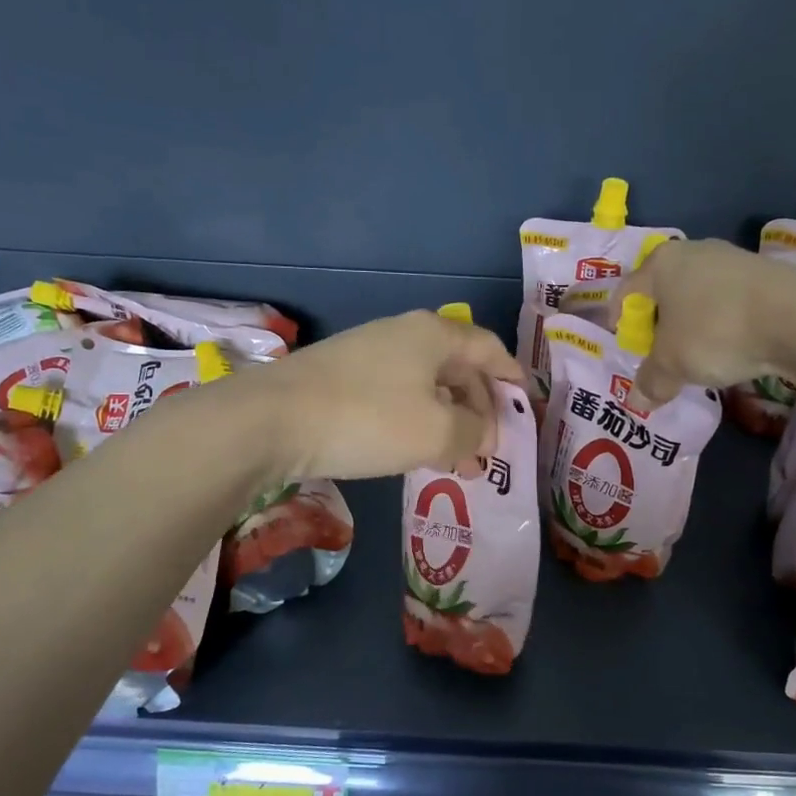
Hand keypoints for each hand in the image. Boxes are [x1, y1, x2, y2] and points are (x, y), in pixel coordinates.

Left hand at [254, 310, 522, 480]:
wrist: (271, 420)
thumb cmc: (369, 419)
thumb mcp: (437, 433)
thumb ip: (474, 433)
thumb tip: (482, 433)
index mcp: (434, 335)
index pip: (489, 349)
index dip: (511, 376)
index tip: (525, 403)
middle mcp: (404, 334)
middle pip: (458, 368)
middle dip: (479, 411)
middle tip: (487, 453)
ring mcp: (369, 352)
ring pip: (426, 385)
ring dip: (448, 421)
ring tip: (456, 462)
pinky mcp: (341, 376)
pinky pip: (397, 395)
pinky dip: (417, 421)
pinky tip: (414, 450)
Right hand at [619, 238, 793, 403]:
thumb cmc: (713, 331)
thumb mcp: (672, 365)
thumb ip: (651, 381)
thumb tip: (638, 401)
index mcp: (660, 263)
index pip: (627, 289)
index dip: (620, 319)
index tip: (625, 343)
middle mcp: (695, 251)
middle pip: (665, 290)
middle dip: (659, 322)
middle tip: (659, 353)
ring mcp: (734, 260)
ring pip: (700, 295)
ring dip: (694, 324)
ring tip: (697, 355)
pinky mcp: (767, 275)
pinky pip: (731, 302)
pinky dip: (724, 324)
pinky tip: (732, 348)